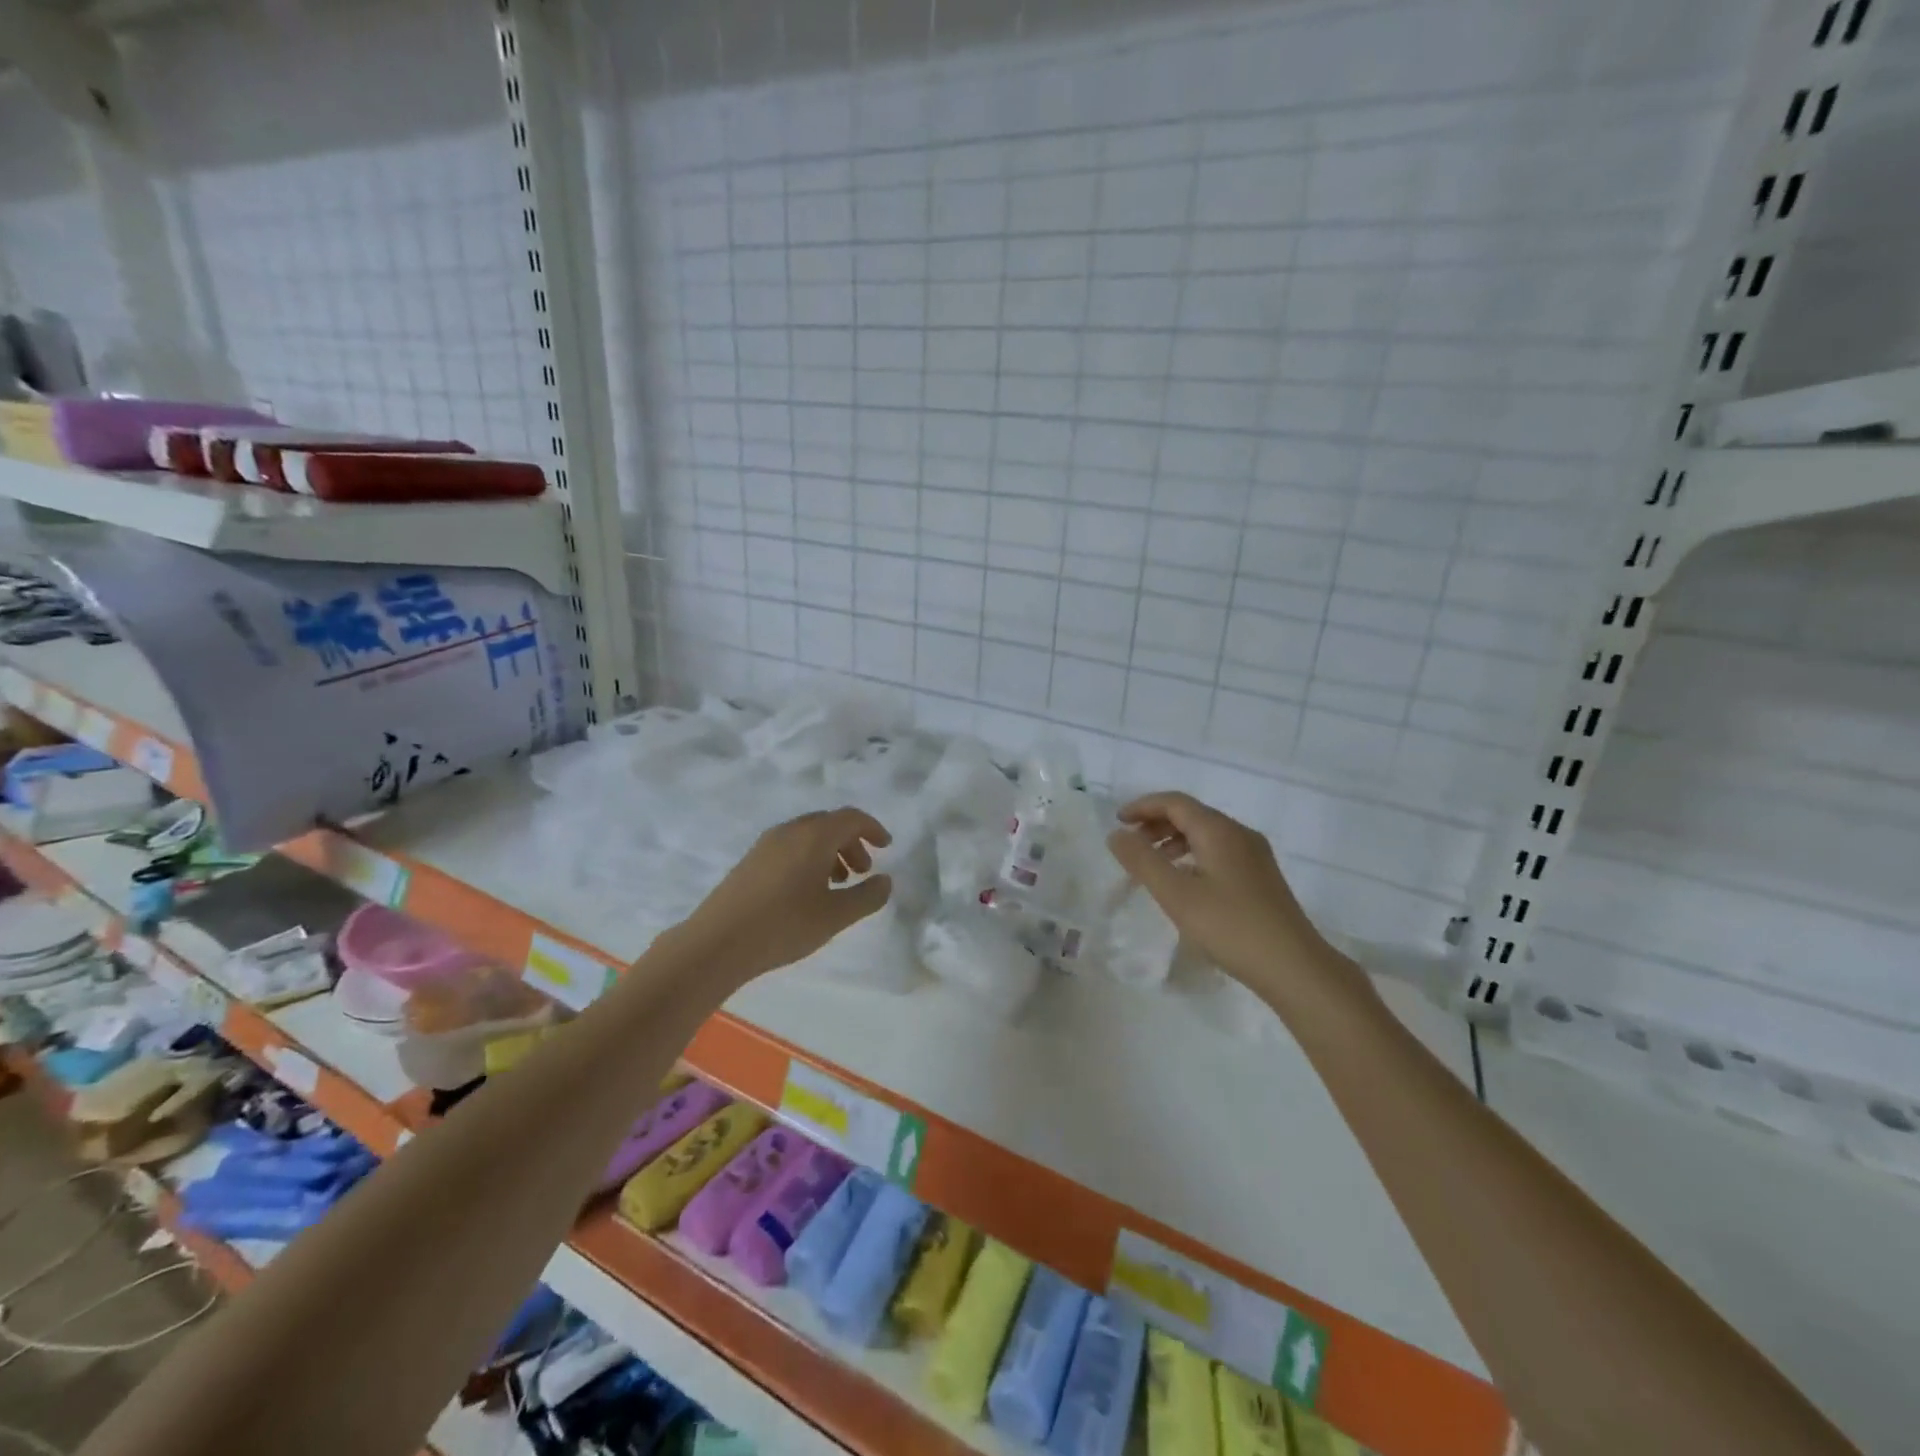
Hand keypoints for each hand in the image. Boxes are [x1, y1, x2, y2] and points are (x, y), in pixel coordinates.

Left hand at [677, 808, 893, 980]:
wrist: (717, 943)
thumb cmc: (784, 925)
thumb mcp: (835, 916)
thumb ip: (867, 896)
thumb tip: (886, 881)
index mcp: (814, 836)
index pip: (851, 818)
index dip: (872, 829)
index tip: (886, 847)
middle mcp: (790, 831)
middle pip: (829, 824)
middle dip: (851, 843)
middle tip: (863, 872)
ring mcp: (766, 844)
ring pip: (808, 836)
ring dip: (830, 852)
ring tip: (838, 885)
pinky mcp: (751, 861)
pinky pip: (790, 847)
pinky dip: (809, 859)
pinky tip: (808, 892)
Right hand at [1107, 791, 1353, 1004]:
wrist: (1294, 967)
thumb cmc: (1230, 927)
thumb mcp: (1176, 894)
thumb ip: (1142, 861)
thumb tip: (1117, 834)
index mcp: (1219, 830)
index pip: (1175, 802)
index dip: (1142, 807)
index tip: (1117, 822)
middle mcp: (1239, 834)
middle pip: (1191, 815)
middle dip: (1156, 824)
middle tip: (1130, 846)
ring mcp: (1254, 856)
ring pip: (1206, 834)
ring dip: (1173, 841)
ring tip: (1151, 866)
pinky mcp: (1261, 878)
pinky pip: (1218, 852)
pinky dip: (1192, 856)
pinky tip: (1184, 883)